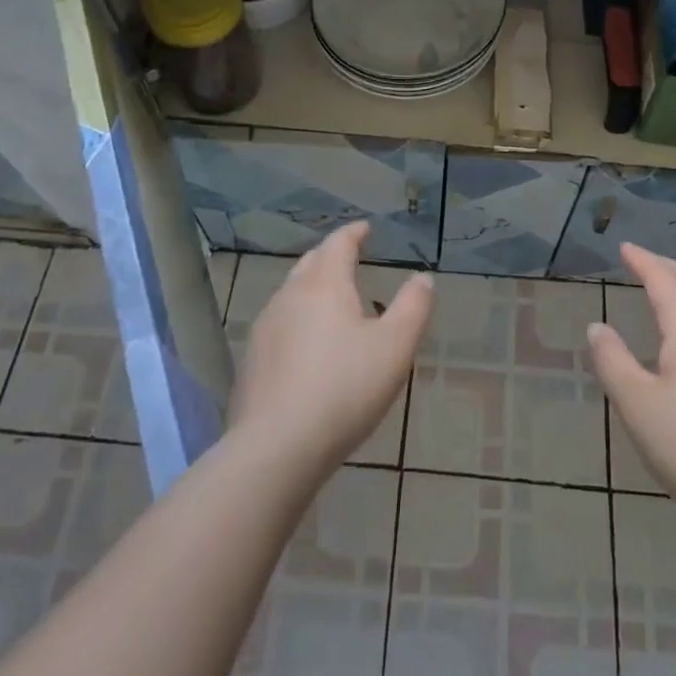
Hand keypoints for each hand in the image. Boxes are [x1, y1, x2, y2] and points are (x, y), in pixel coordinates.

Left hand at [229, 222, 432, 475]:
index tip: (365, 229)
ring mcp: (266, 327)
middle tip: (351, 258)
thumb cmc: (344, 388)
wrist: (276, 447)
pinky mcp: (253, 360)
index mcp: (324, 284)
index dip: (354, 233)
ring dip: (314, 288)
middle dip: (332, 256)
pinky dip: (300, 319)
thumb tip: (422, 277)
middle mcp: (290, 296)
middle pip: (311, 263)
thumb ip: (413, 307)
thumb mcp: (395, 347)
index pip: (339, 244)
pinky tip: (310, 345)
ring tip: (335, 302)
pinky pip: (281, 324)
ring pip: (292, 293)